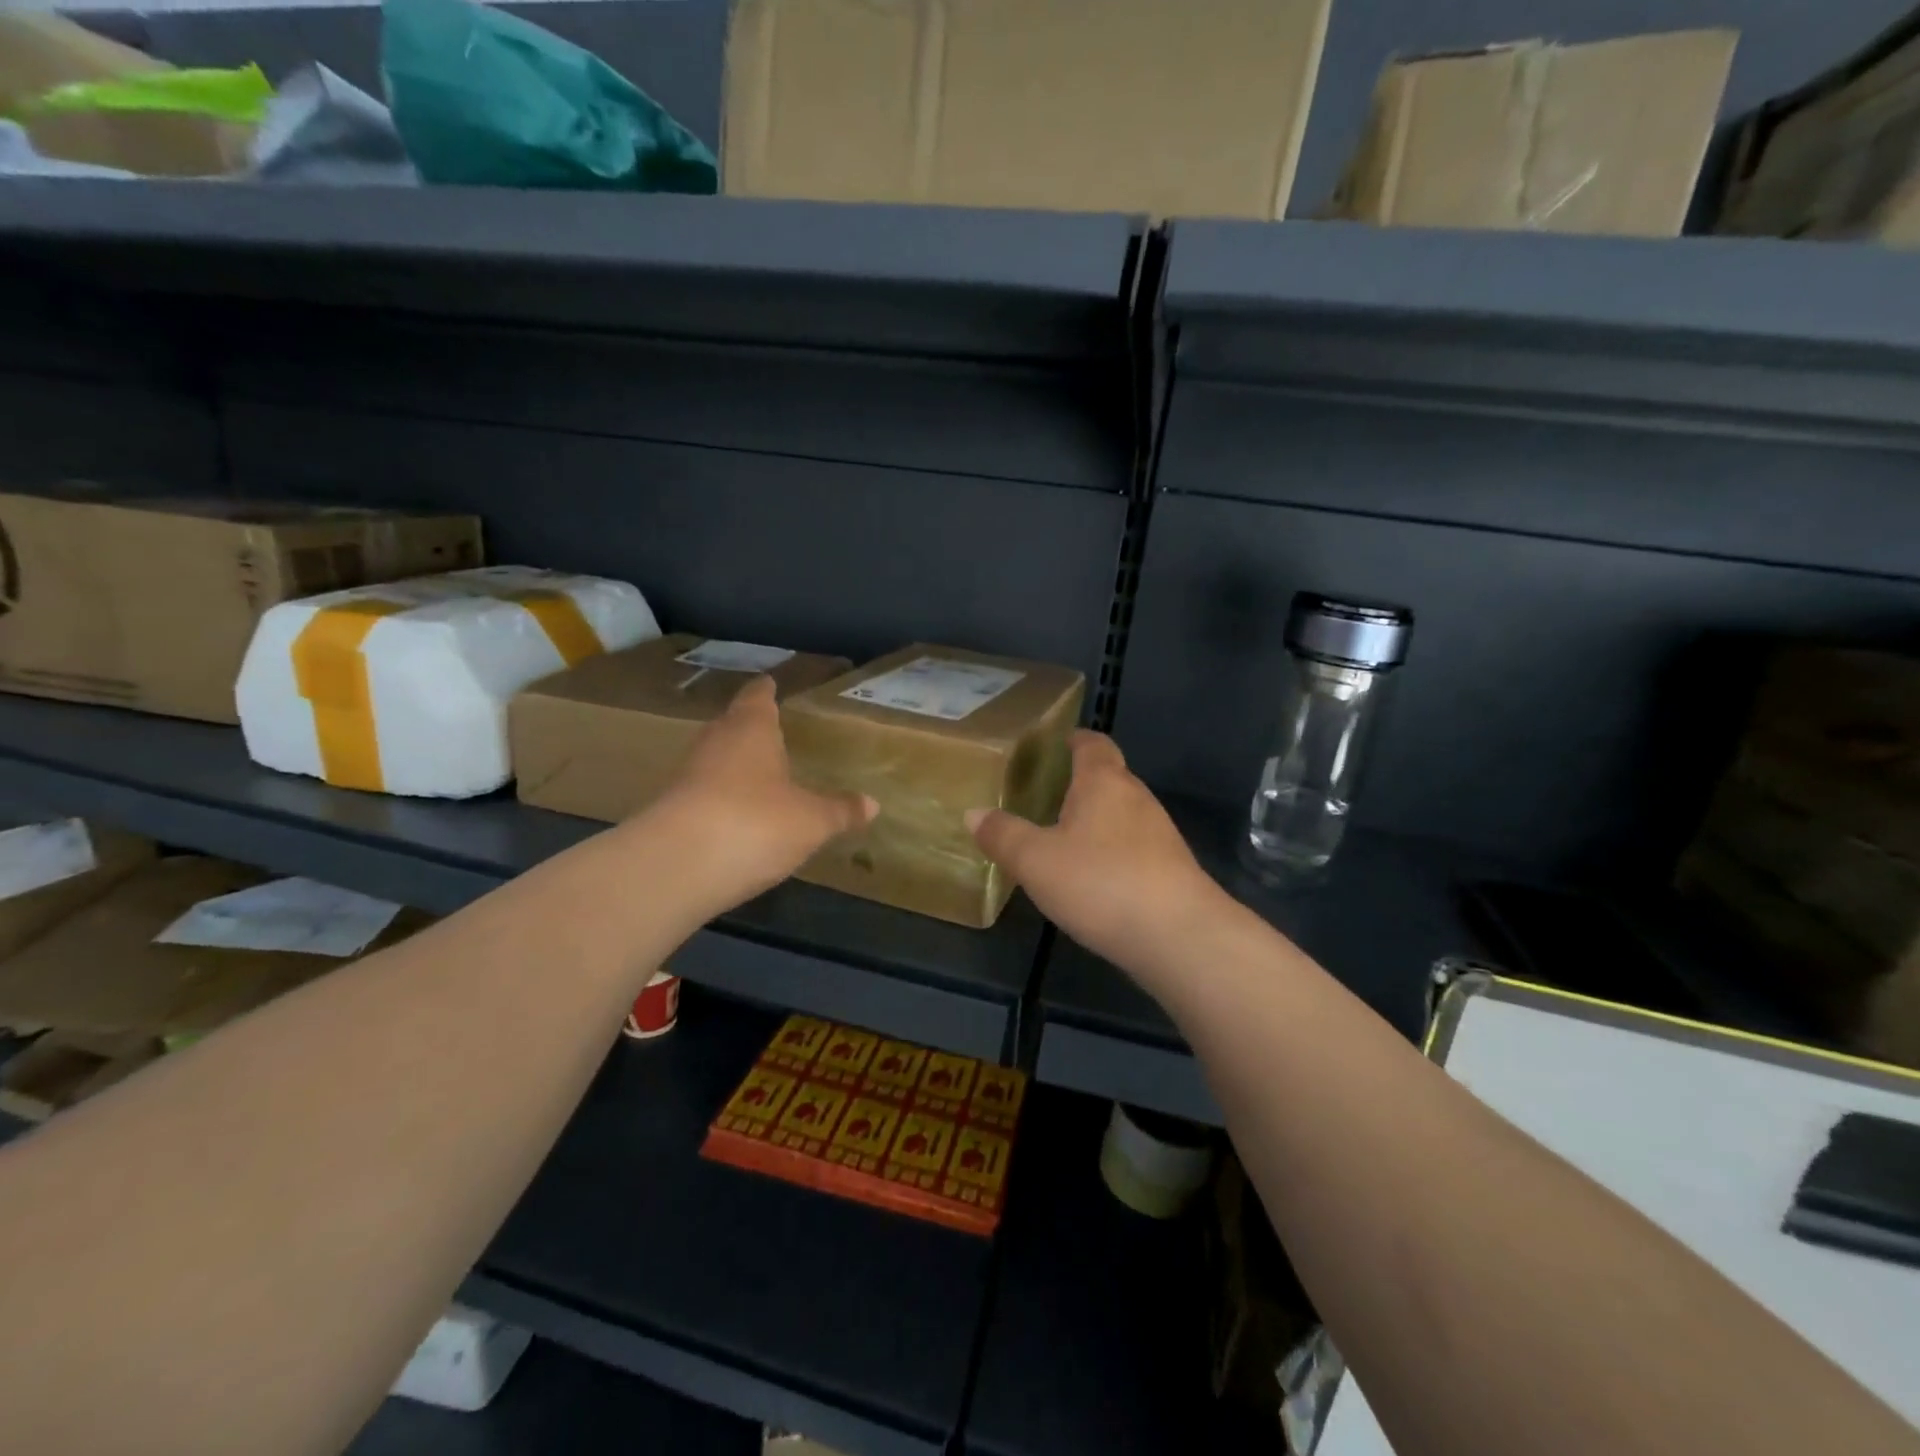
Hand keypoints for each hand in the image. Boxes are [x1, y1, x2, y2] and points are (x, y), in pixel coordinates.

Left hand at [644, 676, 875, 917]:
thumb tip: (872, 804)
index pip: (758, 697)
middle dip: (750, 728)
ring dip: (734, 765)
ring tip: (760, 774)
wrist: (676, 867)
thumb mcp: (811, 821)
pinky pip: (704, 794)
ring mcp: (687, 776)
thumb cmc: (755, 823)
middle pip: (731, 725)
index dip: (766, 690)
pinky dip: (722, 799)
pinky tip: (739, 816)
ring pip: (715, 760)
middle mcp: (715, 743)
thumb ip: (839, 810)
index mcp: (750, 729)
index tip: (771, 683)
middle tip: (772, 730)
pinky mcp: (671, 810)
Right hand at [966, 731, 1223, 975]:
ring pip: (1124, 813)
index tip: (1059, 742)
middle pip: (1110, 777)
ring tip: (1065, 836)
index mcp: (1103, 782)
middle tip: (1047, 795)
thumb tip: (974, 813)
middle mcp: (1137, 798)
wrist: (1179, 936)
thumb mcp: (1036, 861)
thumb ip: (1004, 835)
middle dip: (1082, 782)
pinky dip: (1113, 850)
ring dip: (1098, 819)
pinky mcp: (1172, 868)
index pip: (1093, 745)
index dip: (1076, 740)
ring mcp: (1161, 833)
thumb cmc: (1100, 882)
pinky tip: (1095, 877)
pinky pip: (1135, 846)